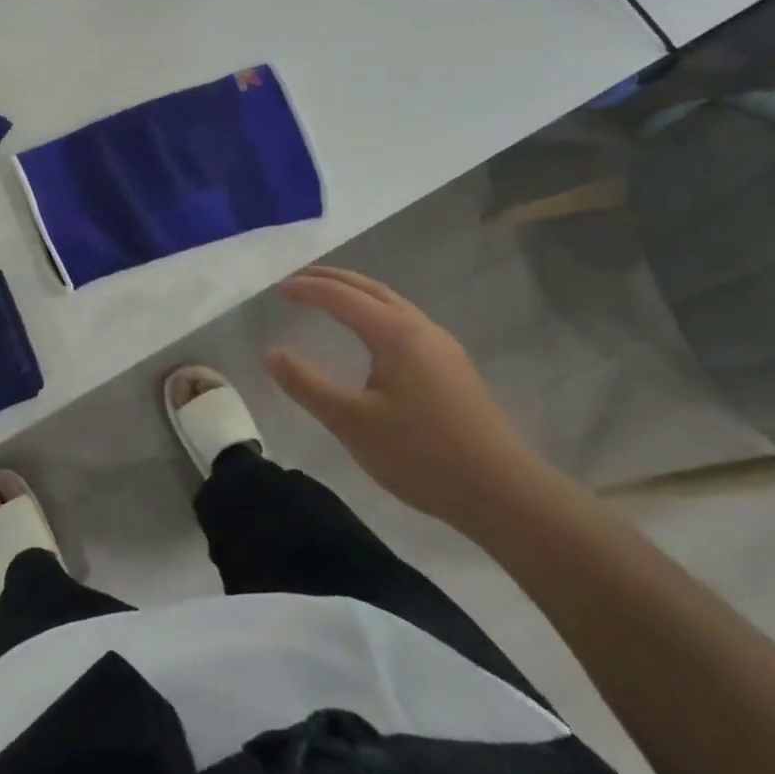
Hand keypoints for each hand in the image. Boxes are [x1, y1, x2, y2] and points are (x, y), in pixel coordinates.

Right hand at [267, 267, 561, 533]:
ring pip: (391, 302)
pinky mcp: (453, 366)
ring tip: (329, 297)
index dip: (307, 289)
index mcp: (394, 333)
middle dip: (332, 278)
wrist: (505, 494)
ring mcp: (442, 345)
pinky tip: (371, 334)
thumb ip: (307, 385)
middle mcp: (420, 327)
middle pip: (369, 288)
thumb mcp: (352, 423)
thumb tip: (270, 353)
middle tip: (298, 280)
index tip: (278, 289)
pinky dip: (375, 310)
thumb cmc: (422, 455)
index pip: (341, 296)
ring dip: (356, 292)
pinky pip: (404, 320)